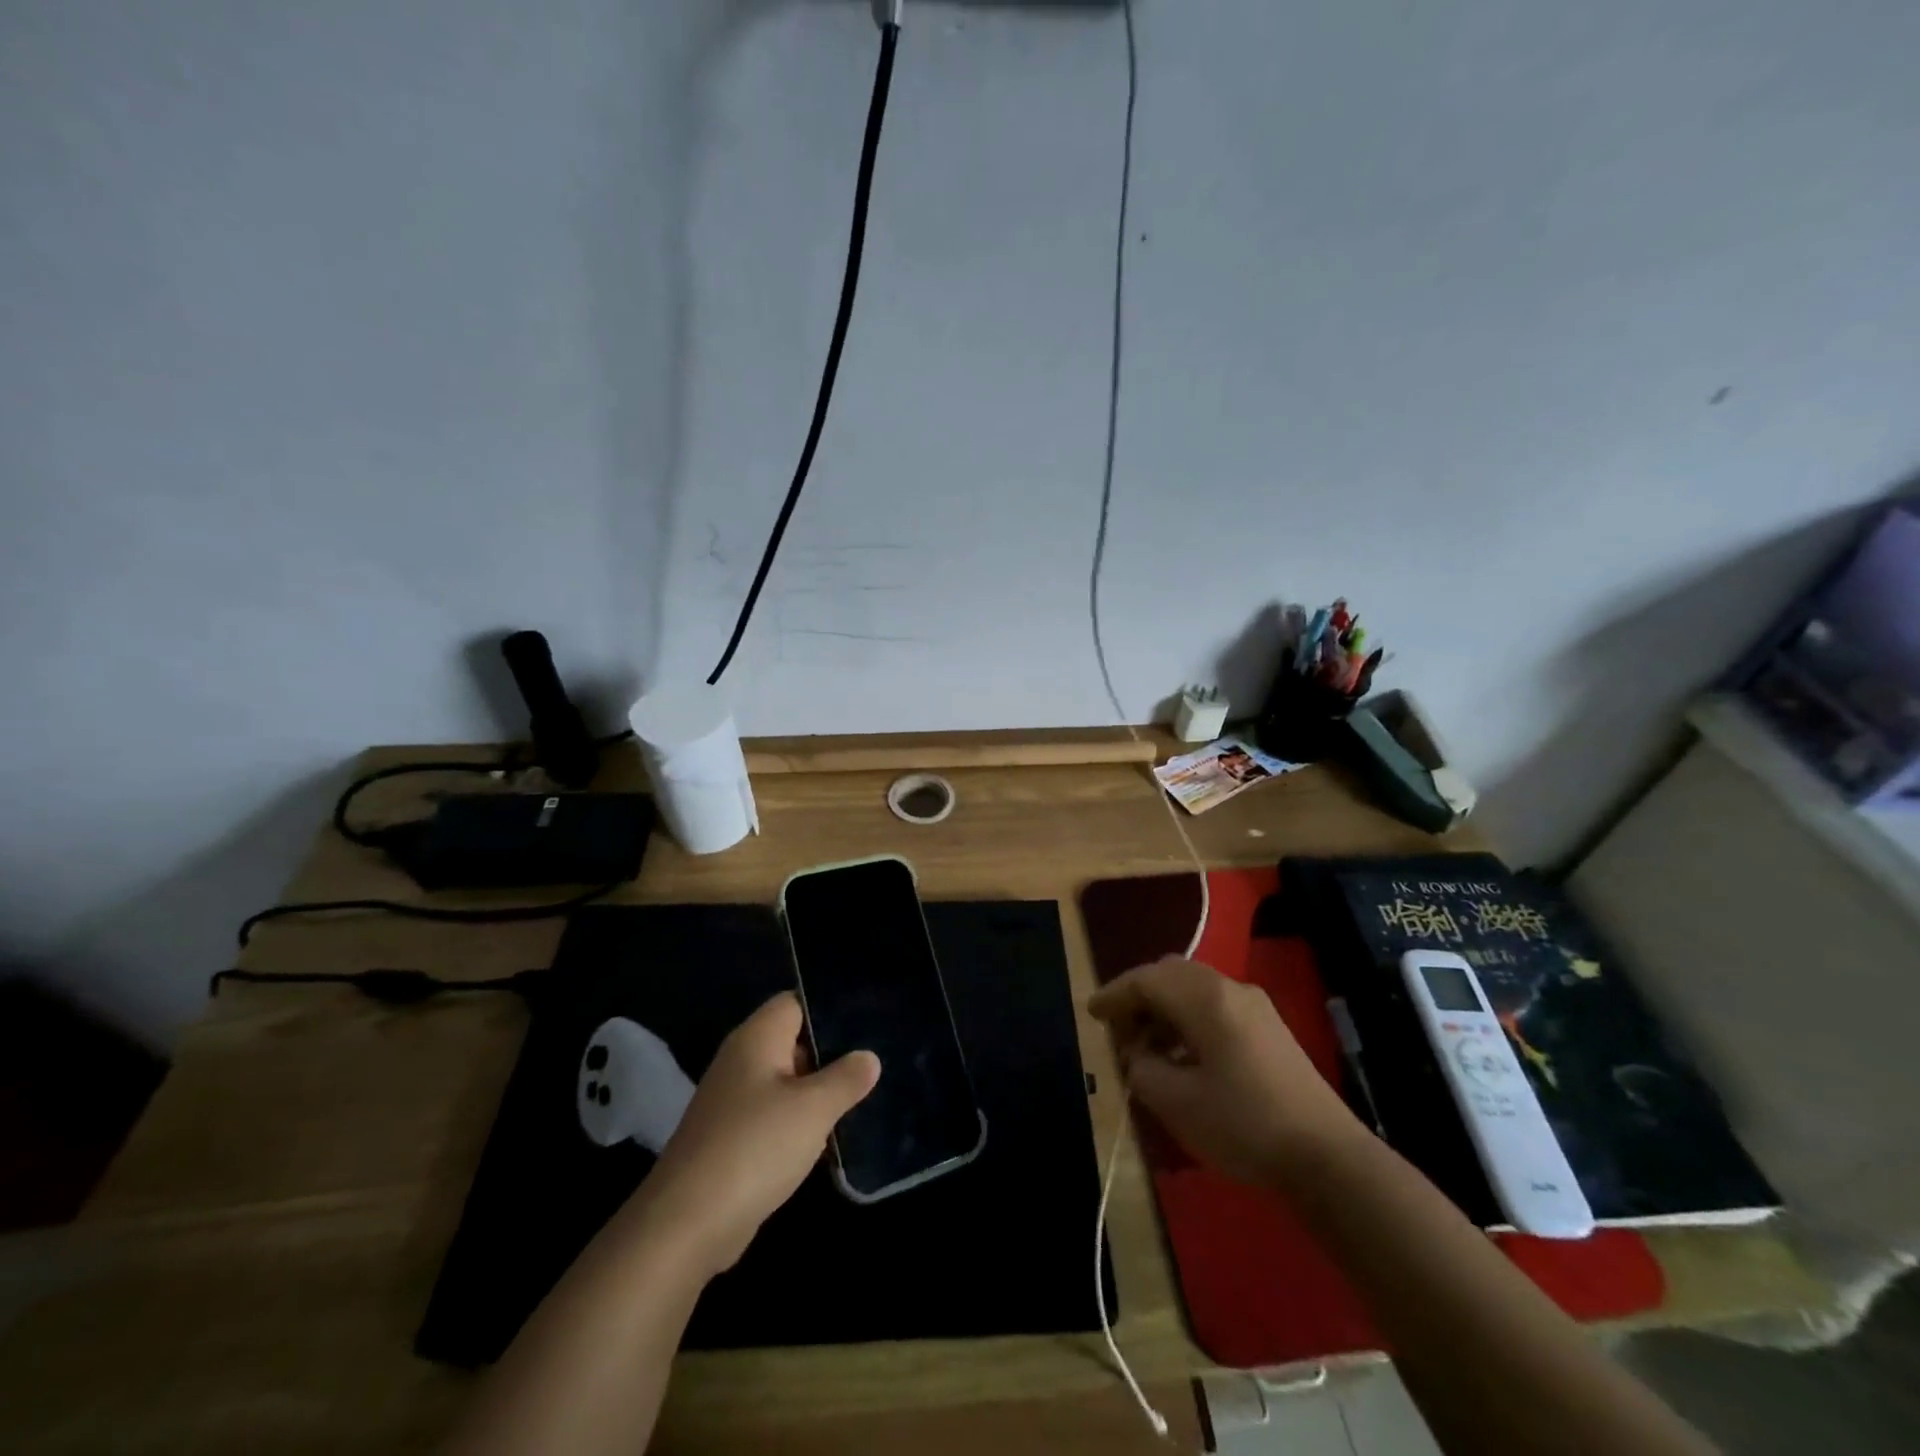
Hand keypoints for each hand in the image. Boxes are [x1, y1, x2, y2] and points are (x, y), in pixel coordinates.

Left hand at [637, 992, 878, 1277]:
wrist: (686, 1225)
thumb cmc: (755, 1147)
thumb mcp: (814, 1109)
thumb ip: (846, 1078)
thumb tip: (869, 1057)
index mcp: (757, 1038)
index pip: (796, 1002)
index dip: (830, 1009)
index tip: (868, 1022)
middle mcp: (741, 1060)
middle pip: (793, 1041)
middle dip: (831, 1054)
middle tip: (874, 1062)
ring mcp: (733, 1101)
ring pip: (787, 1082)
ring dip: (818, 1093)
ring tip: (863, 1098)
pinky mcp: (731, 1139)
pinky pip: (774, 1116)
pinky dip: (799, 1123)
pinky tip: (829, 1138)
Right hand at [1088, 956, 1361, 1186]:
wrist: (1327, 1158)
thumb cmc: (1243, 1125)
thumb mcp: (1176, 1102)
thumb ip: (1142, 1068)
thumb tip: (1137, 1052)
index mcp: (1206, 999)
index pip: (1146, 979)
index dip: (1114, 994)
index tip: (1092, 1013)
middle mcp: (1230, 989)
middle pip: (1170, 973)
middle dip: (1139, 995)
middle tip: (1118, 1028)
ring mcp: (1254, 1006)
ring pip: (1193, 988)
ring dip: (1164, 1007)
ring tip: (1146, 1046)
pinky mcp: (1269, 1027)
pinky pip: (1215, 1004)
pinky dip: (1188, 1017)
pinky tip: (1182, 1054)